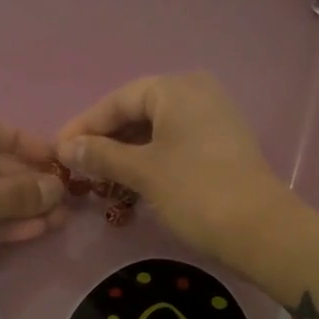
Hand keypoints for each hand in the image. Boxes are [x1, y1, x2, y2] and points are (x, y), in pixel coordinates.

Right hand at [55, 72, 289, 260]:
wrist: (260, 229)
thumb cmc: (195, 191)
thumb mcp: (143, 171)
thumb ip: (102, 155)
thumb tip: (67, 147)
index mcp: (177, 88)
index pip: (119, 99)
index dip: (86, 124)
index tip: (58, 149)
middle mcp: (197, 93)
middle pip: (138, 111)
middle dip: (106, 138)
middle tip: (77, 164)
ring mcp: (213, 118)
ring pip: (157, 129)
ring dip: (127, 151)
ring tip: (99, 177)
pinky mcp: (222, 144)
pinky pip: (175, 142)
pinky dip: (151, 158)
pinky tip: (131, 181)